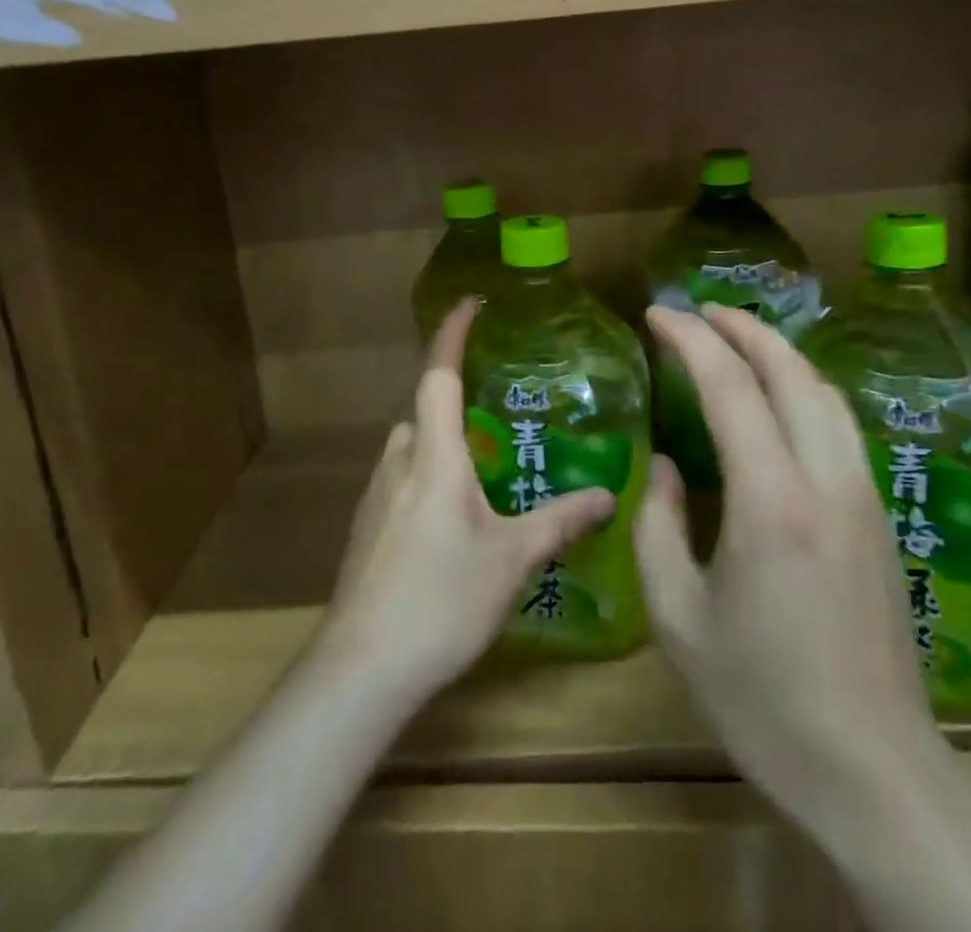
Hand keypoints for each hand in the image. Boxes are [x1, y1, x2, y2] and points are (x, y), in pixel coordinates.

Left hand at [320, 298, 617, 701]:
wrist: (362, 667)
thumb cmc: (442, 598)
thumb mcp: (511, 559)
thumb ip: (559, 521)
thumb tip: (607, 495)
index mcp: (434, 456)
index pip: (439, 375)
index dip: (451, 335)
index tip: (470, 304)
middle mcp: (399, 462)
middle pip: (426, 412)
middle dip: (458, 406)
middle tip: (502, 421)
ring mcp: (376, 495)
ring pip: (413, 449)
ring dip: (444, 448)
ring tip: (485, 475)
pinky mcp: (366, 527)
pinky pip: (402, 481)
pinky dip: (429, 480)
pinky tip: (453, 524)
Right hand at [634, 304, 937, 823]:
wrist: (872, 770)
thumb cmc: (762, 699)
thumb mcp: (678, 616)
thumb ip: (658, 525)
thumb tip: (667, 466)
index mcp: (771, 502)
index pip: (731, 387)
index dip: (691, 339)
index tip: (657, 314)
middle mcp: (826, 482)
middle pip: (791, 372)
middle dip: (742, 327)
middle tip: (697, 310)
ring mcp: (862, 496)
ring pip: (825, 392)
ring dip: (779, 353)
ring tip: (736, 338)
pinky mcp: (879, 517)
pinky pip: (841, 424)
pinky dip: (804, 388)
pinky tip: (781, 398)